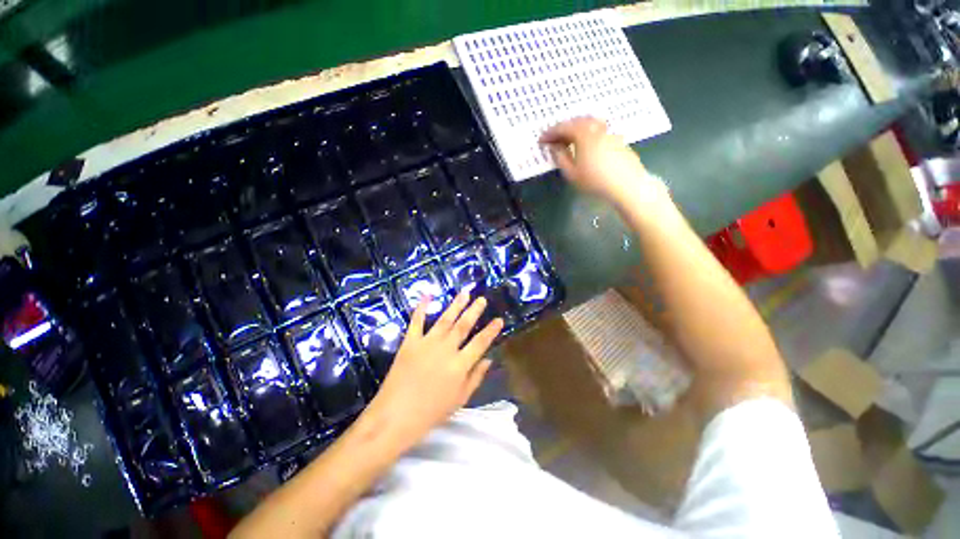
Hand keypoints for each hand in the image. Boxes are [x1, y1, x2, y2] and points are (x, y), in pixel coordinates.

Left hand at [362, 290, 503, 450]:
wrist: (395, 417)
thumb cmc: (430, 413)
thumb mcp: (459, 399)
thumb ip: (475, 377)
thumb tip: (489, 359)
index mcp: (460, 365)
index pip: (480, 343)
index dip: (491, 330)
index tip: (499, 319)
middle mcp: (446, 349)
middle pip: (463, 326)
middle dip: (474, 311)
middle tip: (482, 299)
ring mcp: (427, 343)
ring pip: (445, 319)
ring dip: (456, 305)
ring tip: (465, 293)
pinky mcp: (410, 342)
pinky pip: (417, 321)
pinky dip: (422, 307)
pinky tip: (428, 295)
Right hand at [540, 117, 667, 206]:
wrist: (626, 184)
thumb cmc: (595, 180)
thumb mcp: (572, 173)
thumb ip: (561, 158)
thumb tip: (555, 147)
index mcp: (583, 134)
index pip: (563, 128)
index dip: (550, 133)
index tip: (541, 140)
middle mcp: (597, 128)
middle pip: (577, 121)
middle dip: (563, 128)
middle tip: (554, 138)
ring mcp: (610, 132)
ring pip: (590, 123)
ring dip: (577, 128)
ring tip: (570, 138)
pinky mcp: (618, 140)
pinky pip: (599, 130)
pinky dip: (588, 133)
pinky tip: (587, 144)